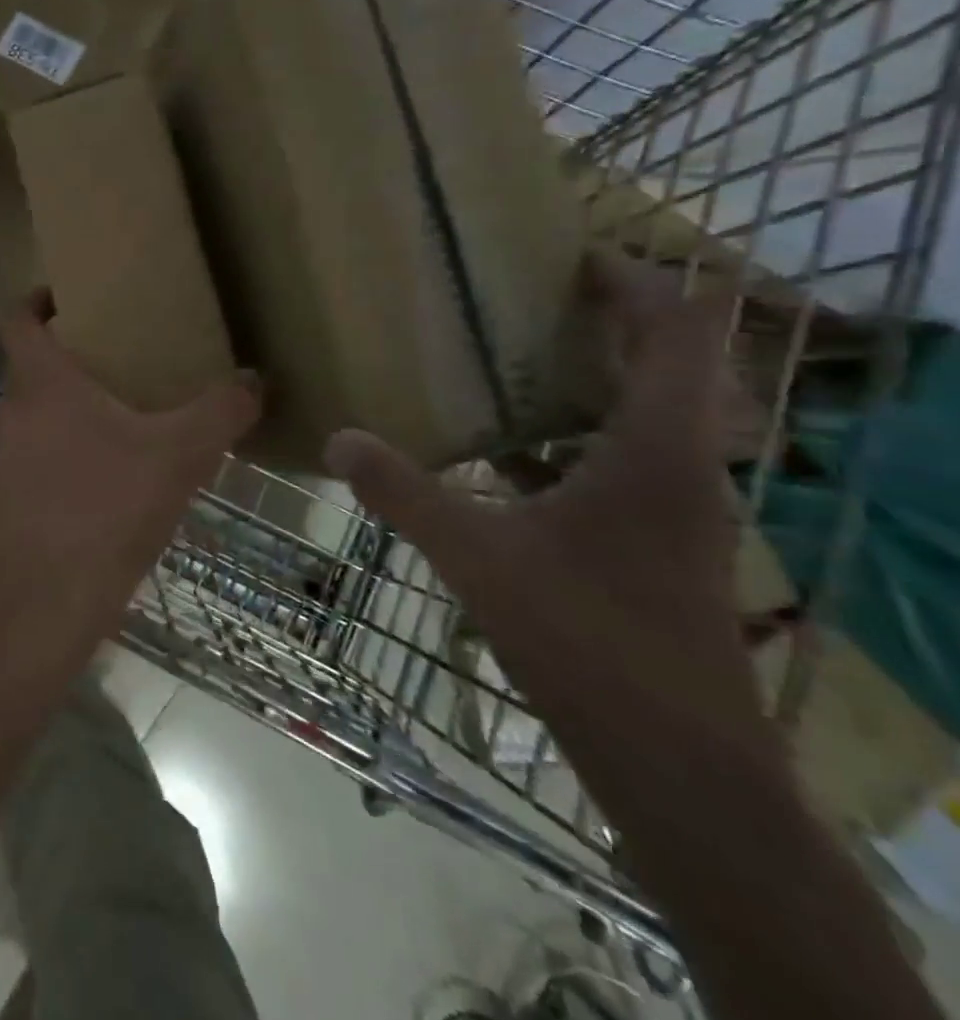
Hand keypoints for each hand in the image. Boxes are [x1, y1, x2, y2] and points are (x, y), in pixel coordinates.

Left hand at [0, 291, 260, 673]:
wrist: (38, 610)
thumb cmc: (103, 513)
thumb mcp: (178, 457)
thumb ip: (220, 412)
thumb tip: (253, 379)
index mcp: (40, 385)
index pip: (17, 318)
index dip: (36, 300)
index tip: (66, 296)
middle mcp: (8, 414)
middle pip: (32, 371)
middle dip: (71, 364)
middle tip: (120, 368)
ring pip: (33, 421)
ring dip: (68, 418)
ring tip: (120, 432)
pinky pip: (31, 466)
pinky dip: (60, 464)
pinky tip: (99, 494)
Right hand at [325, 253, 771, 755]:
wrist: (679, 764)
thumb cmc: (587, 640)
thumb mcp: (476, 556)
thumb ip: (404, 493)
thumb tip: (339, 438)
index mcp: (654, 452)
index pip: (678, 335)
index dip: (637, 283)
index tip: (576, 256)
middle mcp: (681, 469)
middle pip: (670, 367)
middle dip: (612, 322)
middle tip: (533, 298)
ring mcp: (677, 511)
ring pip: (648, 416)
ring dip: (596, 378)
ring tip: (518, 360)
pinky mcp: (660, 546)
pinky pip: (623, 462)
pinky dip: (578, 437)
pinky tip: (512, 456)